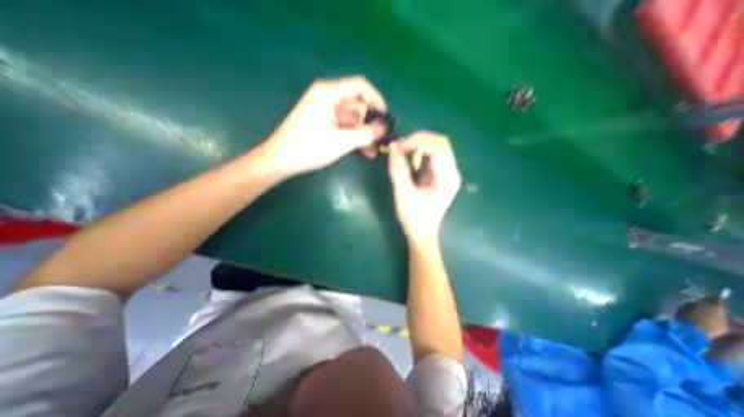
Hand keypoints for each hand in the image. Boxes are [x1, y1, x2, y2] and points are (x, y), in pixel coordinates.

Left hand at [260, 75, 385, 175]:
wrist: (281, 160)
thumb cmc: (309, 148)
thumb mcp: (341, 142)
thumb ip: (365, 134)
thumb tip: (383, 129)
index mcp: (329, 93)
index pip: (360, 86)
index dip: (376, 100)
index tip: (386, 117)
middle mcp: (328, 98)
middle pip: (358, 104)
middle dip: (371, 122)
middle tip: (382, 139)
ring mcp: (326, 111)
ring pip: (353, 119)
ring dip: (364, 134)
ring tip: (375, 151)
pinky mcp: (324, 123)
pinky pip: (345, 127)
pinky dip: (355, 137)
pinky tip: (365, 151)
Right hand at [387, 132, 462, 242]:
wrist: (422, 233)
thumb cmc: (414, 218)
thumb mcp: (403, 194)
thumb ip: (398, 169)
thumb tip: (393, 145)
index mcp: (447, 178)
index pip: (439, 147)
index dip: (418, 141)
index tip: (399, 146)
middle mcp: (451, 172)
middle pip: (440, 143)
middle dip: (418, 140)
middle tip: (399, 146)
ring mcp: (446, 172)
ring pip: (436, 146)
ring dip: (418, 144)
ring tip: (402, 150)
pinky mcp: (439, 174)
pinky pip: (431, 155)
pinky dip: (418, 151)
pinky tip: (408, 156)